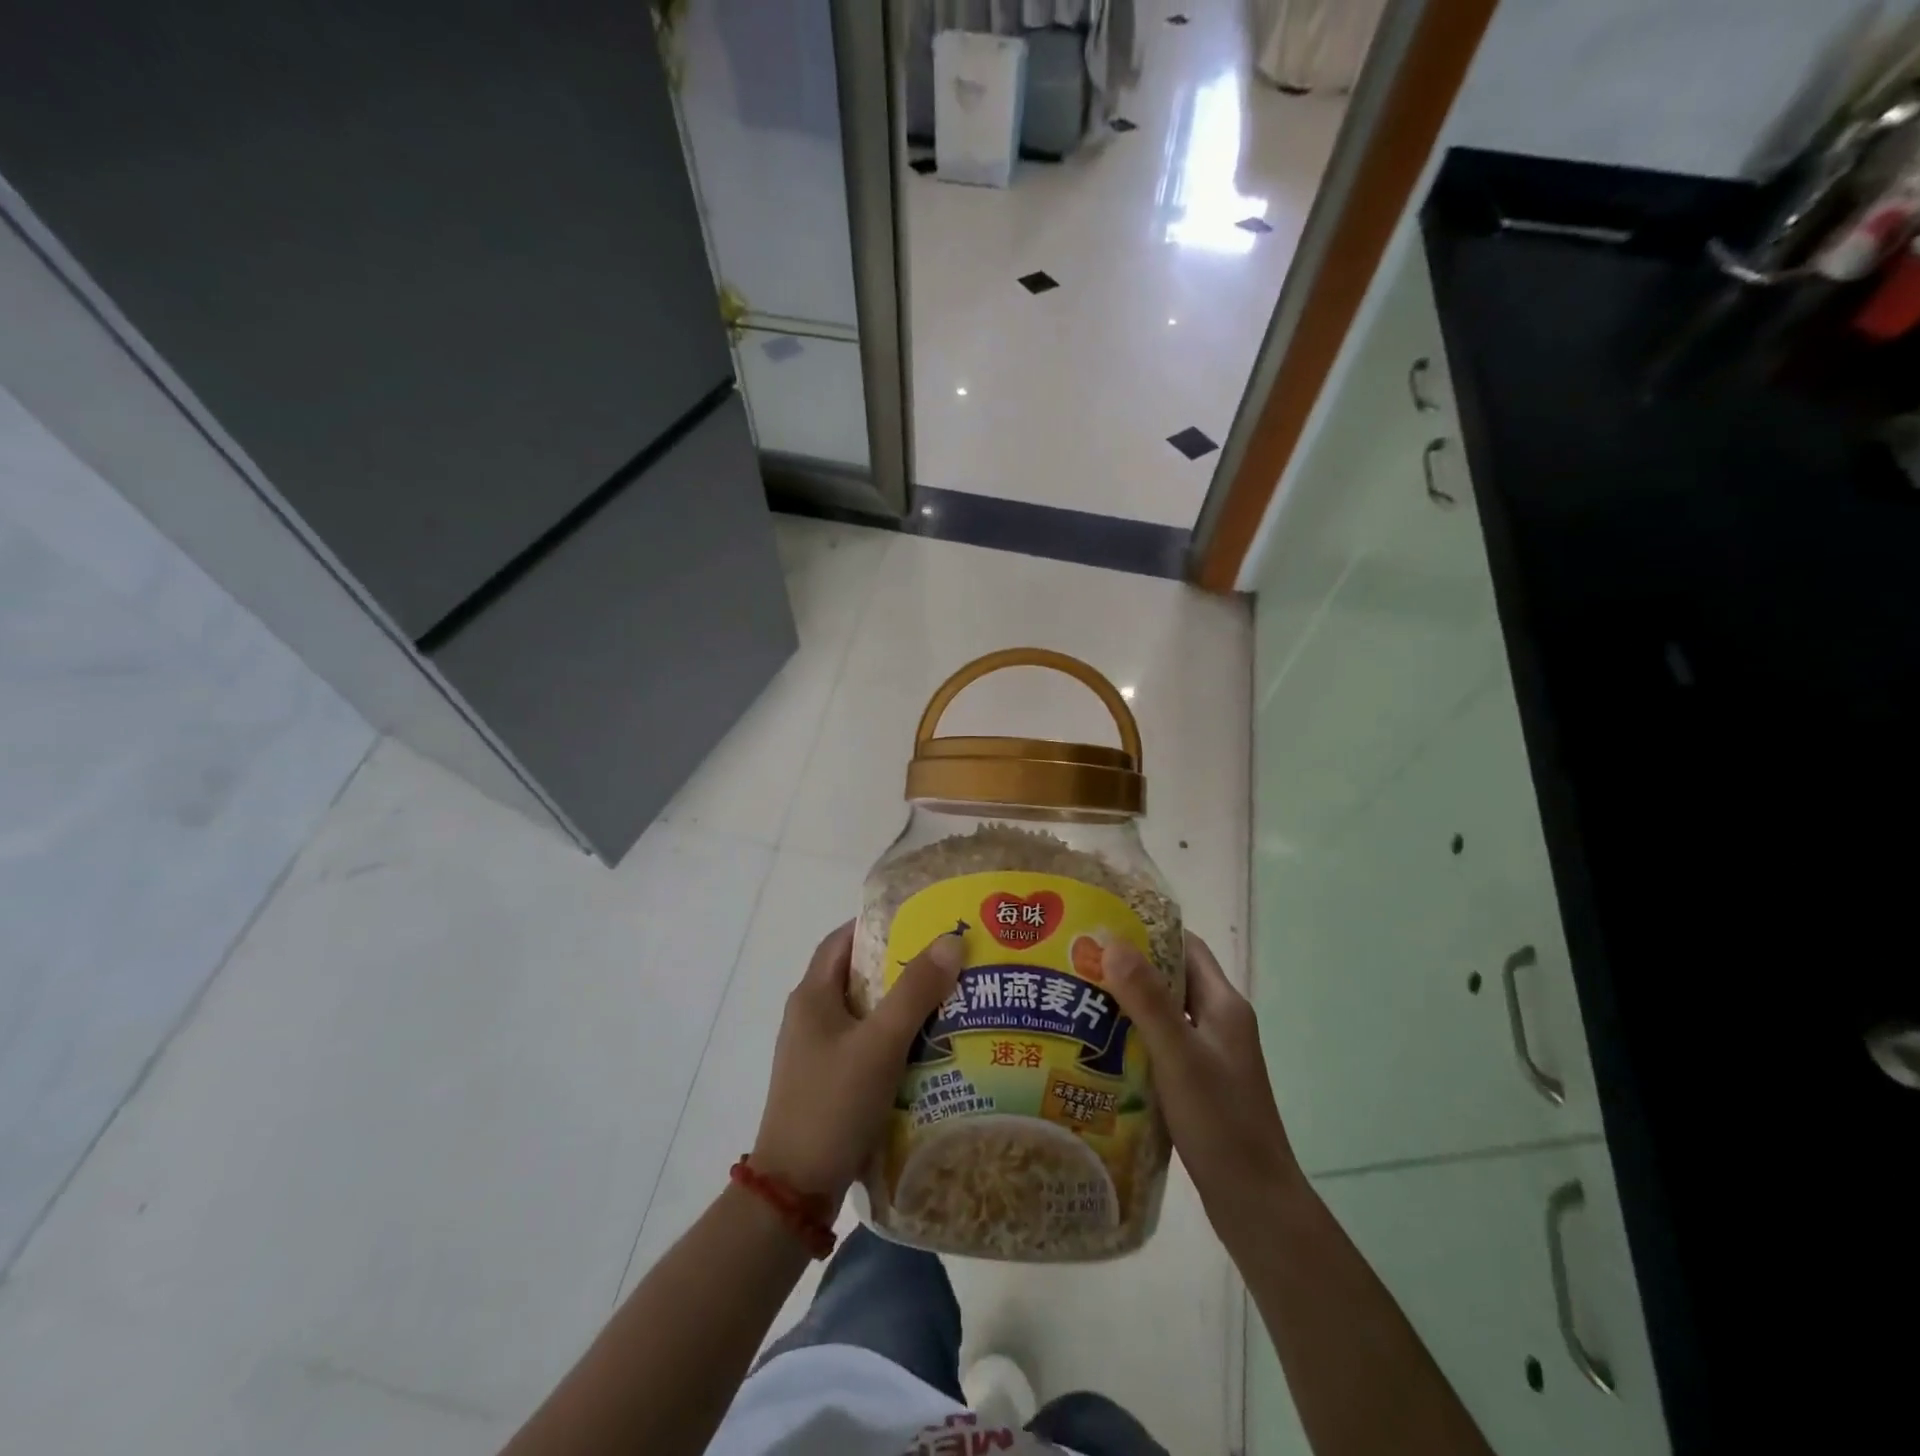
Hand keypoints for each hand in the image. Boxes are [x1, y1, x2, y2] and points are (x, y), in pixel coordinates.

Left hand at [750, 922, 964, 1204]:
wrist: (795, 1190)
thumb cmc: (833, 1104)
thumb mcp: (879, 1043)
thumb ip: (915, 991)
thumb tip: (951, 940)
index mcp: (812, 996)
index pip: (844, 939)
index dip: (879, 923)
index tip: (923, 919)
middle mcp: (811, 1017)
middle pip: (859, 975)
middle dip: (901, 965)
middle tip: (948, 960)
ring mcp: (819, 1052)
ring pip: (867, 1013)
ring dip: (903, 1005)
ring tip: (950, 999)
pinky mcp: (830, 1082)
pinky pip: (868, 1045)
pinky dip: (896, 1039)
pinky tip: (931, 1048)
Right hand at [1104, 931, 1304, 1251]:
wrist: (1255, 1203)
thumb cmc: (1220, 1123)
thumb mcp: (1178, 1055)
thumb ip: (1147, 999)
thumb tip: (1112, 940)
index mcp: (1223, 1005)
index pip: (1186, 946)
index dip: (1148, 931)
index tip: (1102, 926)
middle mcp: (1218, 1022)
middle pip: (1171, 978)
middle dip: (1128, 967)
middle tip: (1079, 963)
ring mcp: (1210, 1054)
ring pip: (1163, 1013)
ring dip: (1127, 1004)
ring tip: (1079, 1000)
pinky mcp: (1198, 1083)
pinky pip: (1161, 1044)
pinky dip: (1133, 1038)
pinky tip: (1099, 1048)